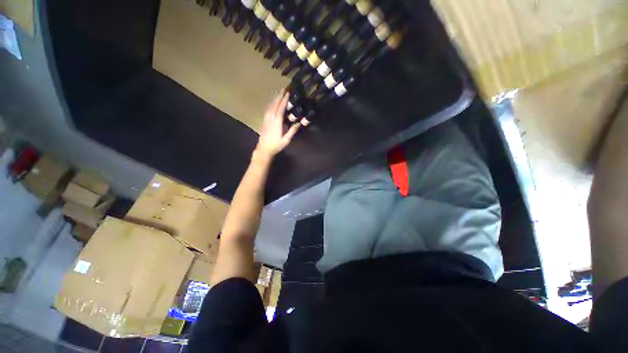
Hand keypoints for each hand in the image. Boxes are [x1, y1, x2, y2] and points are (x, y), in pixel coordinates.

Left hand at [256, 89, 300, 156]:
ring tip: (279, 93)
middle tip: (284, 89)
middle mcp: (271, 118)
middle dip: (279, 96)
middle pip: (275, 104)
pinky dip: (271, 104)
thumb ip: (292, 131)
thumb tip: (299, 123)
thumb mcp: (286, 139)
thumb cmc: (276, 145)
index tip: (288, 92)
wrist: (264, 149)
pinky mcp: (264, 121)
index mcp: (277, 122)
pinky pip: (268, 109)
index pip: (281, 108)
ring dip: (275, 99)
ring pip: (270, 106)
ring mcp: (266, 119)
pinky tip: (272, 103)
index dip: (284, 100)